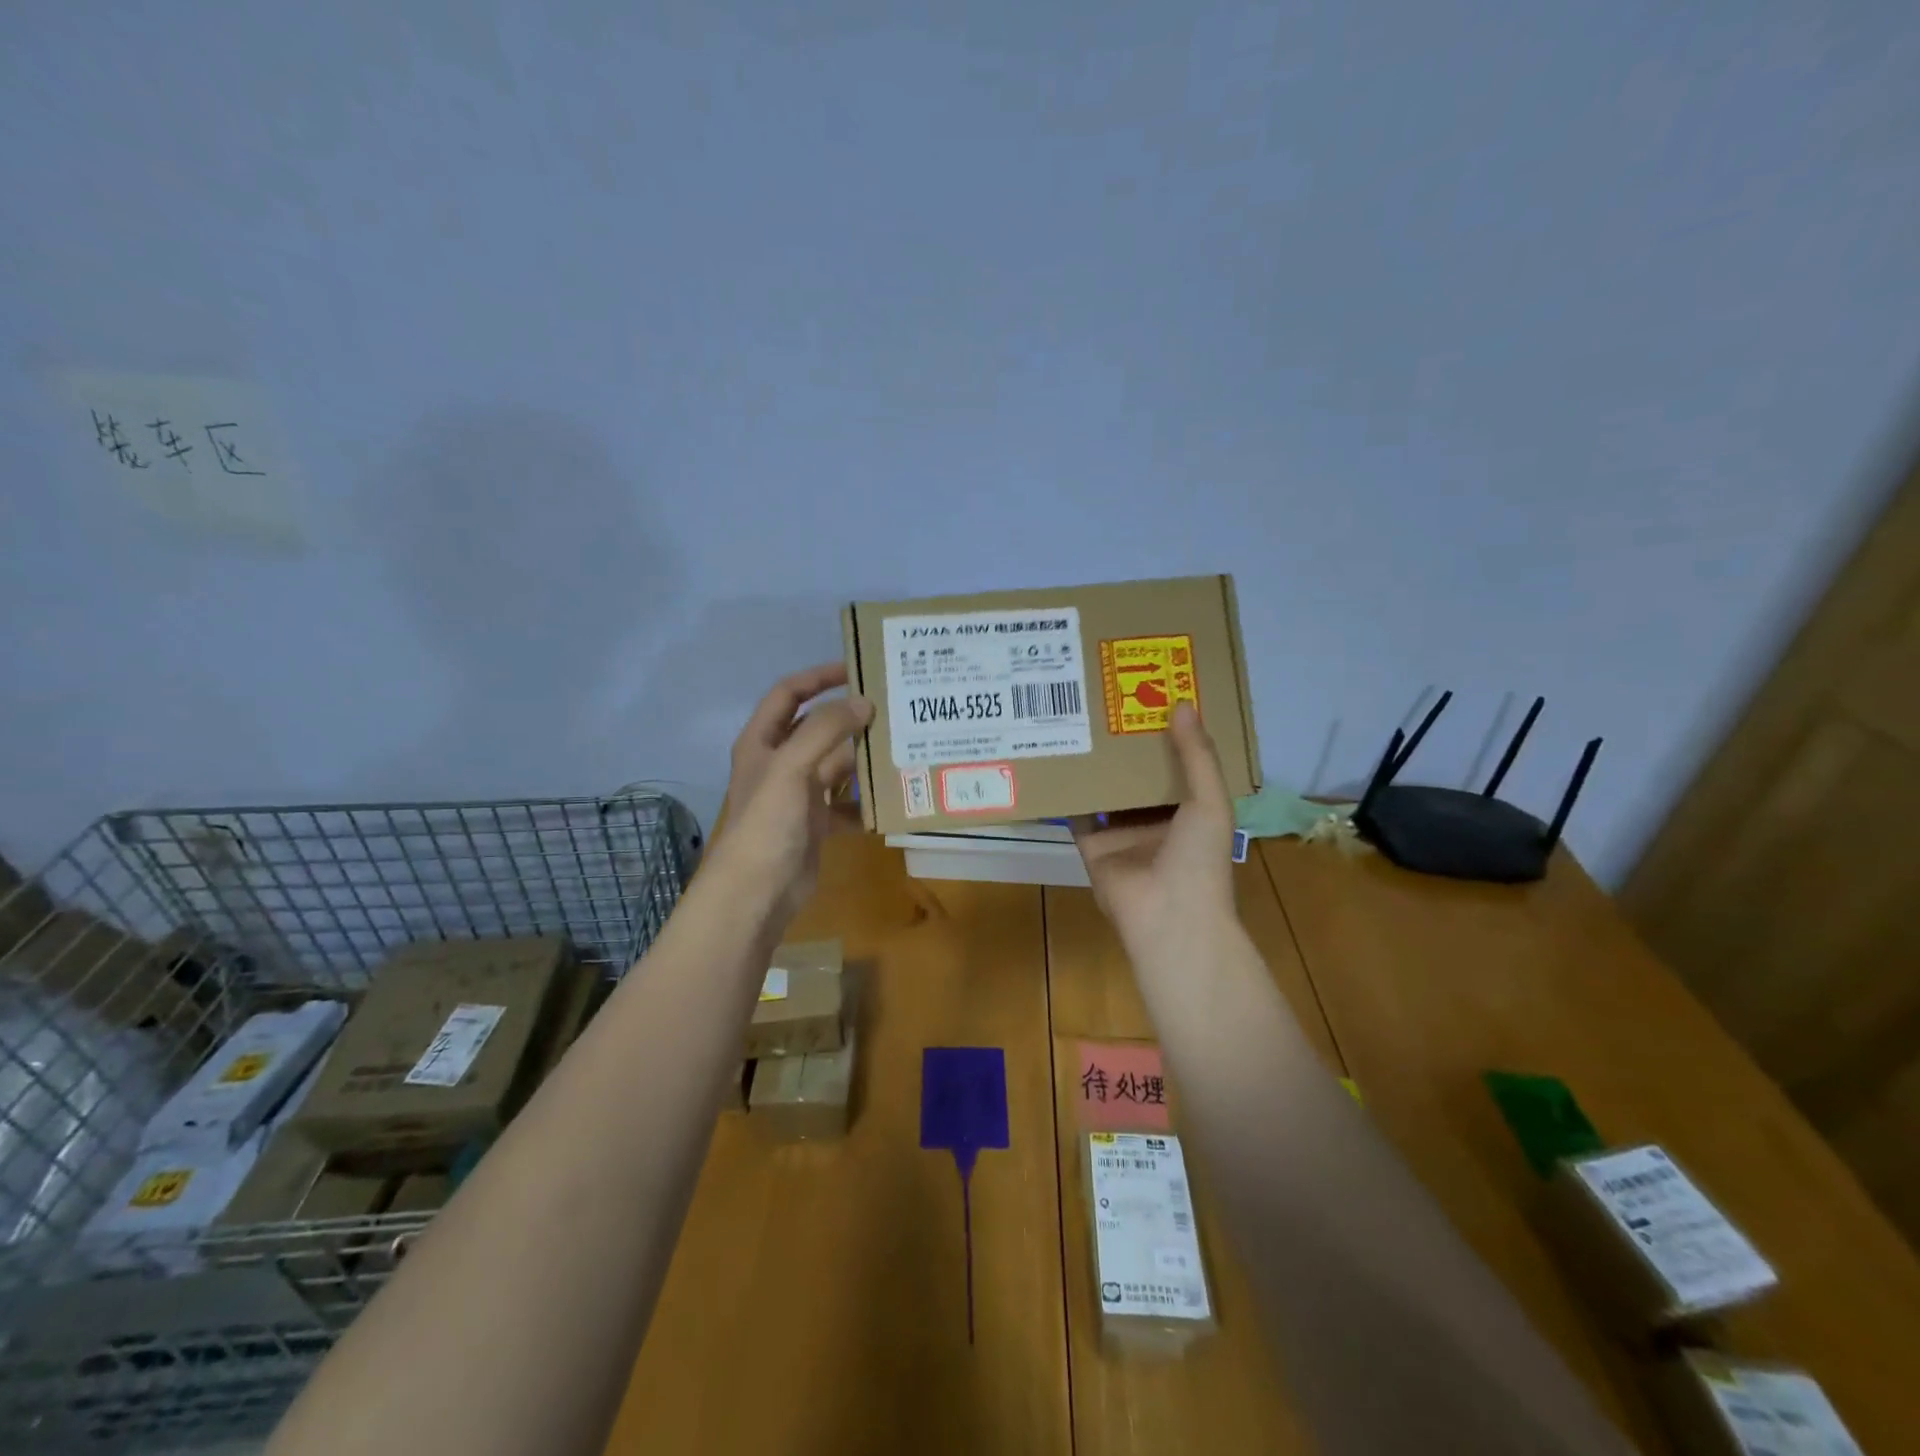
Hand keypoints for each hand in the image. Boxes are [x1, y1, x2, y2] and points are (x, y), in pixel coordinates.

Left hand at [710, 663, 874, 927]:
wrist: (757, 892)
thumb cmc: (767, 822)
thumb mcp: (792, 766)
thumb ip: (827, 730)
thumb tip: (865, 703)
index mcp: (763, 741)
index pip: (790, 693)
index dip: (819, 676)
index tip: (857, 668)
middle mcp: (780, 762)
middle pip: (818, 728)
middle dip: (851, 718)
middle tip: (892, 708)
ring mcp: (798, 794)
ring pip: (837, 765)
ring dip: (863, 758)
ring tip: (902, 747)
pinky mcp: (815, 823)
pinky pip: (846, 803)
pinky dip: (866, 802)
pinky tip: (892, 798)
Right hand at [1071, 703, 1237, 959]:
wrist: (1167, 916)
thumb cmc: (1199, 858)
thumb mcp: (1209, 800)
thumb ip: (1196, 755)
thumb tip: (1182, 703)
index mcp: (1191, 810)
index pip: (1178, 765)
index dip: (1167, 734)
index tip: (1151, 699)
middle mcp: (1156, 820)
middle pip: (1138, 775)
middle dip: (1126, 746)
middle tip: (1109, 703)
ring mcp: (1123, 834)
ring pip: (1106, 791)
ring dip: (1097, 765)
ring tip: (1080, 723)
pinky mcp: (1093, 846)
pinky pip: (1078, 814)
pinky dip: (1068, 793)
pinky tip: (1057, 760)